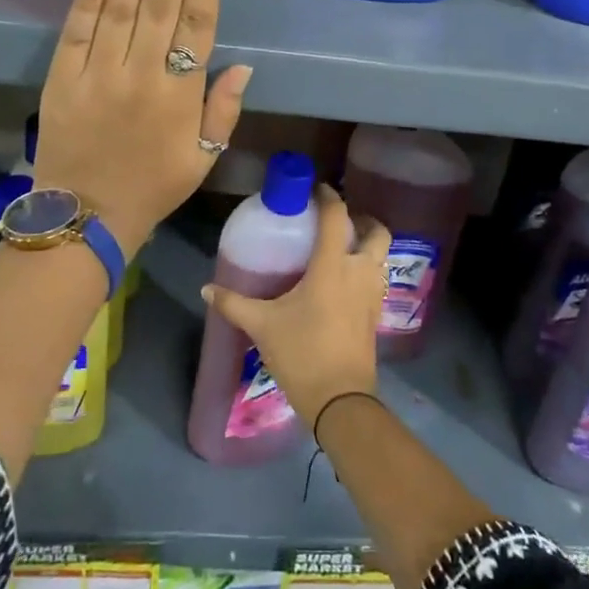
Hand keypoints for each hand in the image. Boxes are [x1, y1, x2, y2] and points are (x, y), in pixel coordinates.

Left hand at [33, 0, 249, 249]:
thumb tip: (243, 65)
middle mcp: (141, 74)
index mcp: (180, 94)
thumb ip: (223, 110)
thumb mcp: (203, 157)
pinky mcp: (62, 79)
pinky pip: (76, 32)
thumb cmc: (153, 187)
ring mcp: (98, 73)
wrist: (85, 218)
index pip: (199, 21)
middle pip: (163, 1)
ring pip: (120, 6)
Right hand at [202, 185, 391, 429]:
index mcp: (332, 266)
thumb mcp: (263, 326)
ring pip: (381, 255)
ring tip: (341, 249)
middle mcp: (359, 272)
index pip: (337, 216)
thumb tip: (207, 289)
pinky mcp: (377, 313)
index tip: (316, 189)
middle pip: (375, 231)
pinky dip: (366, 269)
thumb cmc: (302, 353)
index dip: (328, 197)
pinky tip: (344, 282)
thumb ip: (235, 303)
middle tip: (337, 223)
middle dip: (361, 220)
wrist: (340, 399)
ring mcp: (373, 293)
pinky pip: (377, 277)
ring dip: (367, 245)